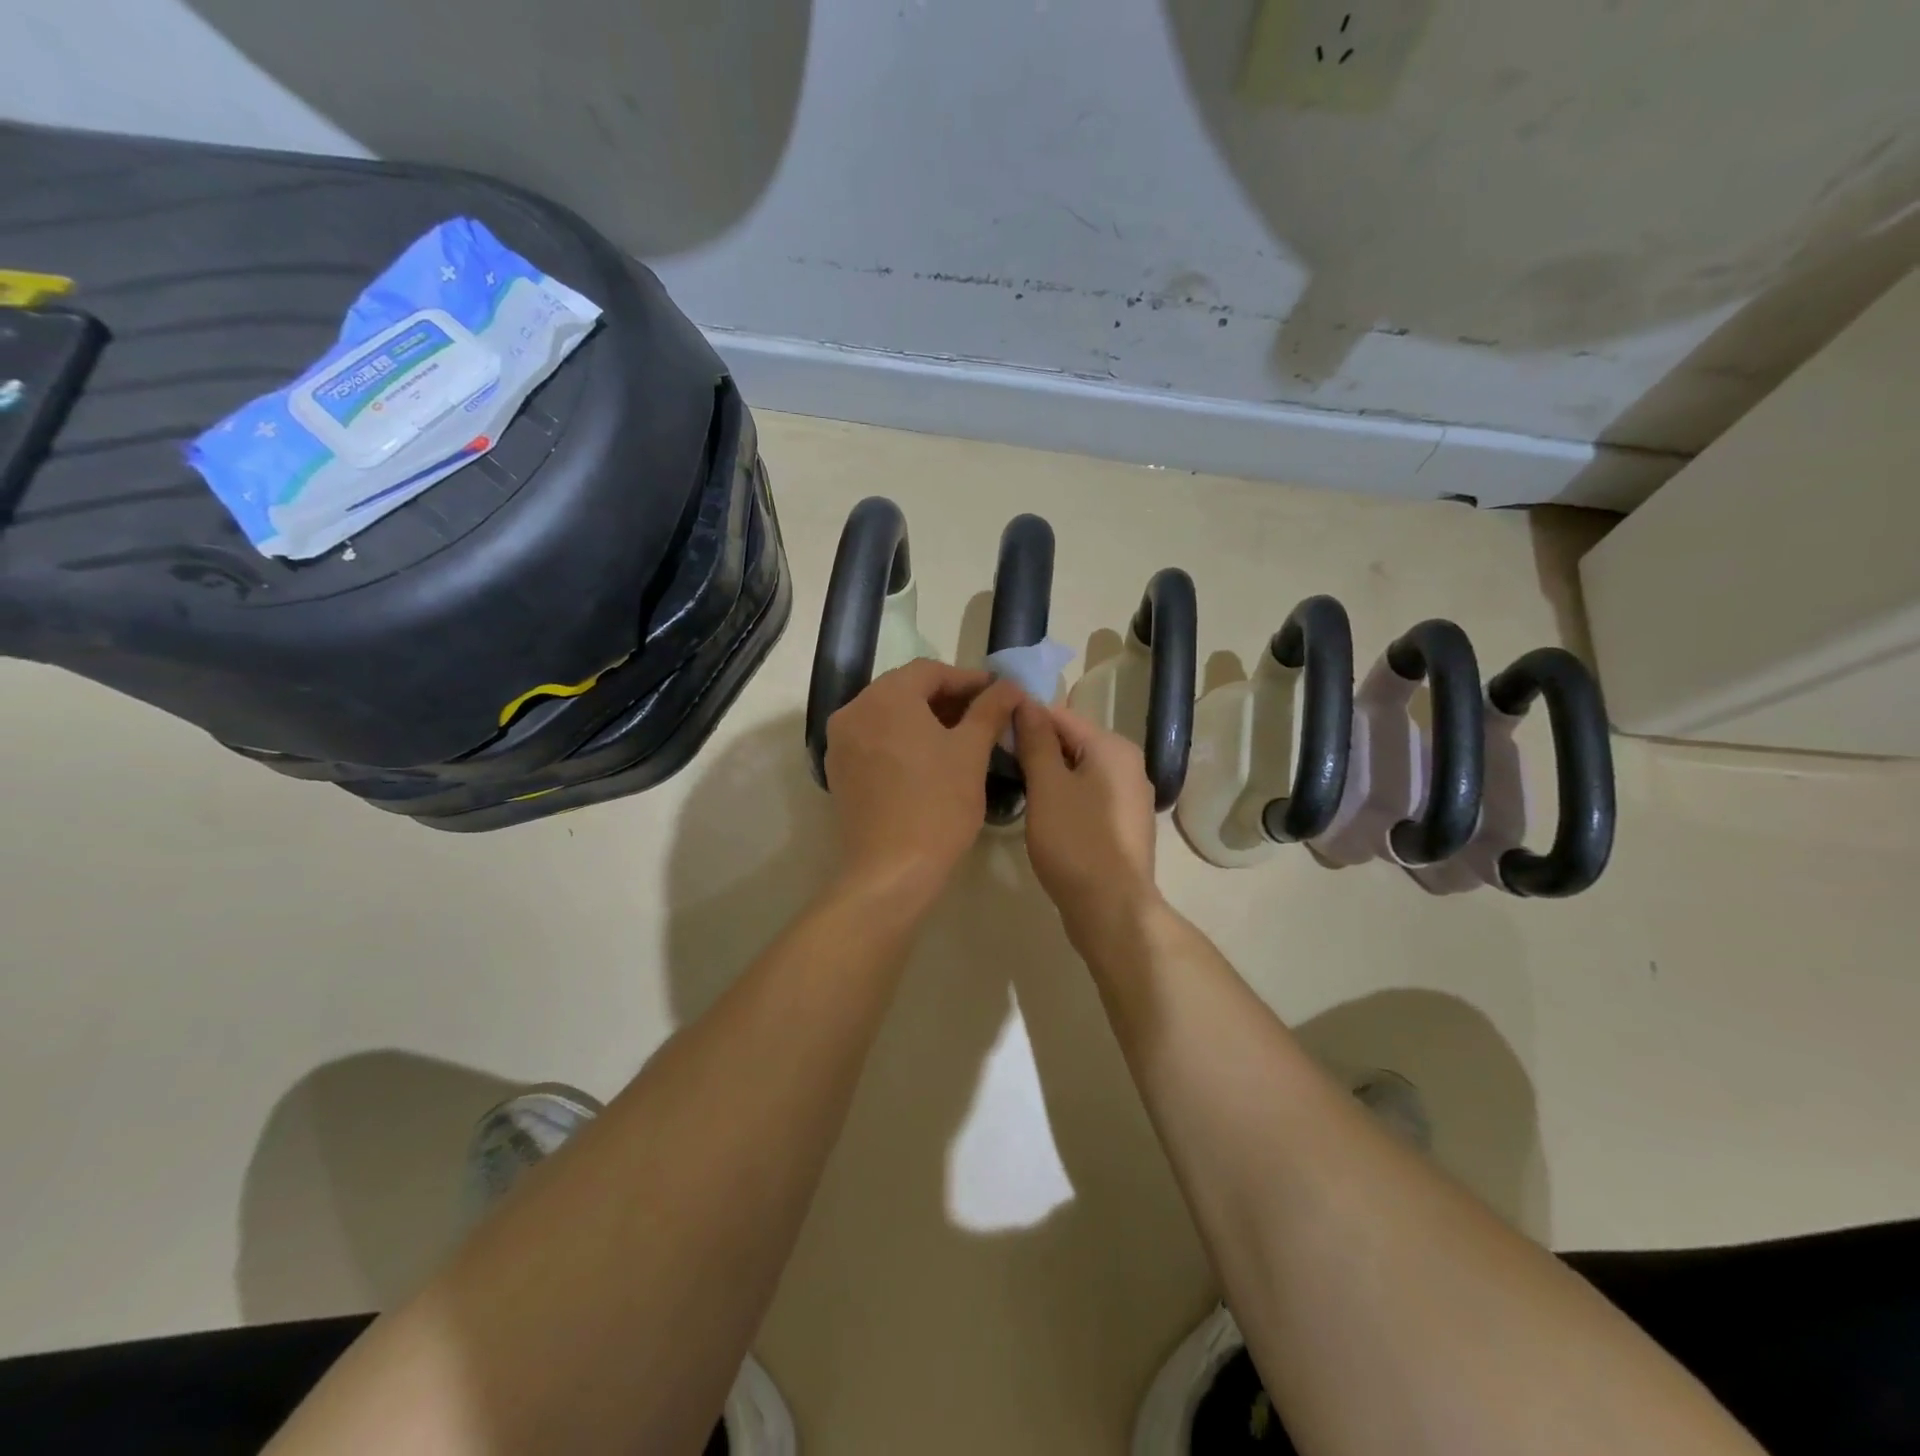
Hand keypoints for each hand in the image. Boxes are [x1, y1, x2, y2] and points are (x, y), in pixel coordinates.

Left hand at [824, 660, 1022, 908]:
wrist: (891, 871)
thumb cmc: (937, 805)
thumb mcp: (971, 752)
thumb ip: (990, 710)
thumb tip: (1010, 686)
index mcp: (885, 697)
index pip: (930, 671)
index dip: (968, 679)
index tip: (998, 694)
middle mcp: (854, 710)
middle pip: (905, 689)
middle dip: (946, 698)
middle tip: (983, 714)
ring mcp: (840, 742)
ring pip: (888, 715)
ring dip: (925, 718)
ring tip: (961, 737)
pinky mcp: (840, 771)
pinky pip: (875, 739)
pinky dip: (902, 739)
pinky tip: (930, 759)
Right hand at [1013, 701, 1161, 941]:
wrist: (1112, 909)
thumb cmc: (1075, 841)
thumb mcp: (1047, 786)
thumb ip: (1036, 741)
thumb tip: (1026, 702)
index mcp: (1113, 747)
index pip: (1060, 716)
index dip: (1024, 719)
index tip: (990, 731)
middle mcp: (1128, 765)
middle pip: (1072, 742)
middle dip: (1035, 748)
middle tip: (996, 761)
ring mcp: (1129, 798)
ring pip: (1078, 771)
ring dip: (1047, 775)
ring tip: (1013, 785)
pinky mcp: (1122, 826)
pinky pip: (1087, 796)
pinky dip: (1063, 797)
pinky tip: (1041, 813)